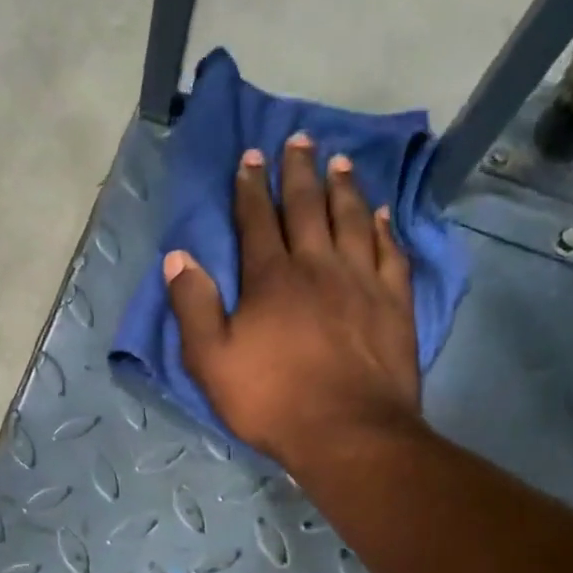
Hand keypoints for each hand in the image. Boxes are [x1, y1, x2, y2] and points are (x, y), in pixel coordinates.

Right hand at [164, 132, 423, 468]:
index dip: (250, 187)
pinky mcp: (394, 304)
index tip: (250, 158)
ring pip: (352, 220)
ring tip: (340, 161)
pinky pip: (390, 252)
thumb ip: (193, 306)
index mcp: (271, 279)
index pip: (257, 220)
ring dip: (343, 187)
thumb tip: (178, 256)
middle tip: (298, 139)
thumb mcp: (210, 361)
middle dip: (298, 171)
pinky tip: (380, 214)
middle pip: (307, 207)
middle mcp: (318, 266)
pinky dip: (384, 228)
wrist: (347, 433)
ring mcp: (362, 282)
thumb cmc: (271, 400)